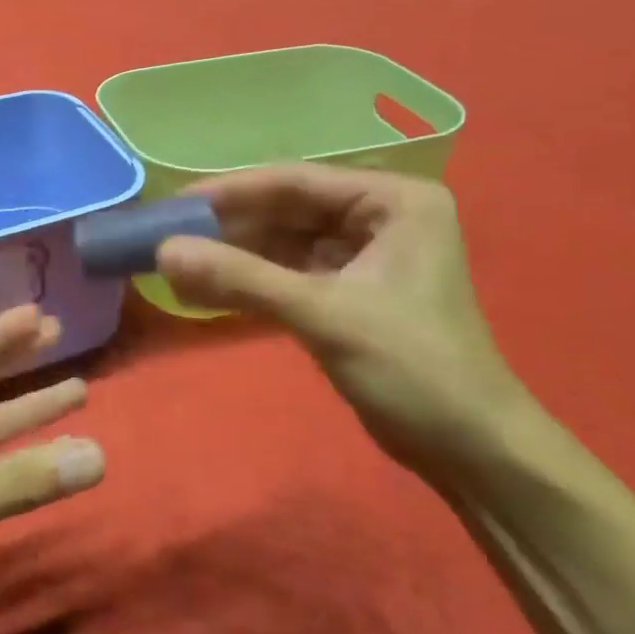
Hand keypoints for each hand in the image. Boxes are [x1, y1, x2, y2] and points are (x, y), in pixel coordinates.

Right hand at [156, 164, 532, 475]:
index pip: (296, 181)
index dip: (231, 191)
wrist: (471, 452)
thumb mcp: (324, 315)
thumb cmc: (414, 368)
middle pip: (286, 211)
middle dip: (228, 228)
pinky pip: (287, 274)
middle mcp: (379, 217)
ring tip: (174, 265)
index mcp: (393, 200)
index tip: (174, 204)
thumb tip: (163, 252)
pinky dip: (249, 283)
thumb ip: (242, 278)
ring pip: (282, 244)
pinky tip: (204, 291)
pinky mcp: (347, 293)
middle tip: (166, 236)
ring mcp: (363, 256)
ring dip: (232, 257)